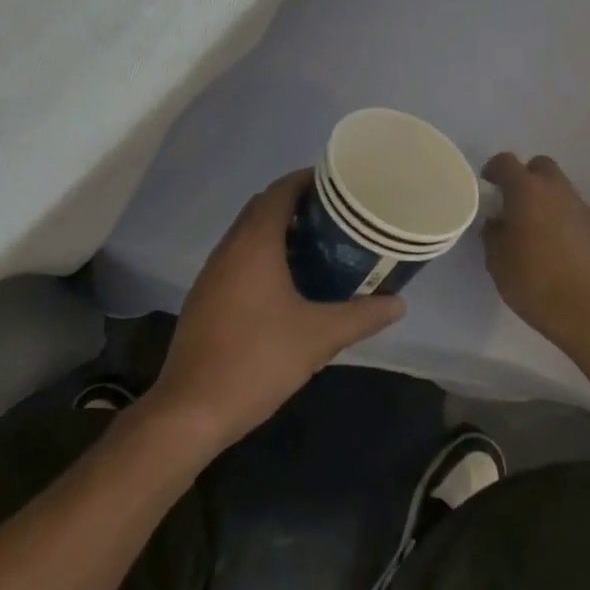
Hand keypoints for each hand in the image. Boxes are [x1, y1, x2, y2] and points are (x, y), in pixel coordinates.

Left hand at [146, 170, 405, 451]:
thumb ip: (361, 316)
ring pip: (249, 234)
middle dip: (298, 204)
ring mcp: (213, 272)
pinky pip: (239, 258)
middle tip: (337, 215)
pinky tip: (289, 283)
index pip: (280, 191)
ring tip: (320, 245)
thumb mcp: (319, 337)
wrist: (191, 409)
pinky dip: (264, 254)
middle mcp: (230, 247)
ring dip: (280, 230)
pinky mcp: (206, 296)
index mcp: (254, 243)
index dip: (307, 180)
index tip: (338, 184)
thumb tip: (397, 304)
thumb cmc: (258, 360)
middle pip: (263, 207)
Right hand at [481, 153, 589, 375]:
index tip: (488, 186)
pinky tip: (560, 248)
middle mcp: (557, 190)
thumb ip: (493, 233)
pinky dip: (565, 220)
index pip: (506, 162)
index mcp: (526, 191)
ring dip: (547, 200)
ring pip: (561, 189)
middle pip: (540, 166)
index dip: (494, 170)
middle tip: (514, 204)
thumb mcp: (497, 261)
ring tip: (537, 230)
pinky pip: (576, 212)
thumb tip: (498, 221)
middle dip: (526, 178)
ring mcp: (583, 208)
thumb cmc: (535, 283)